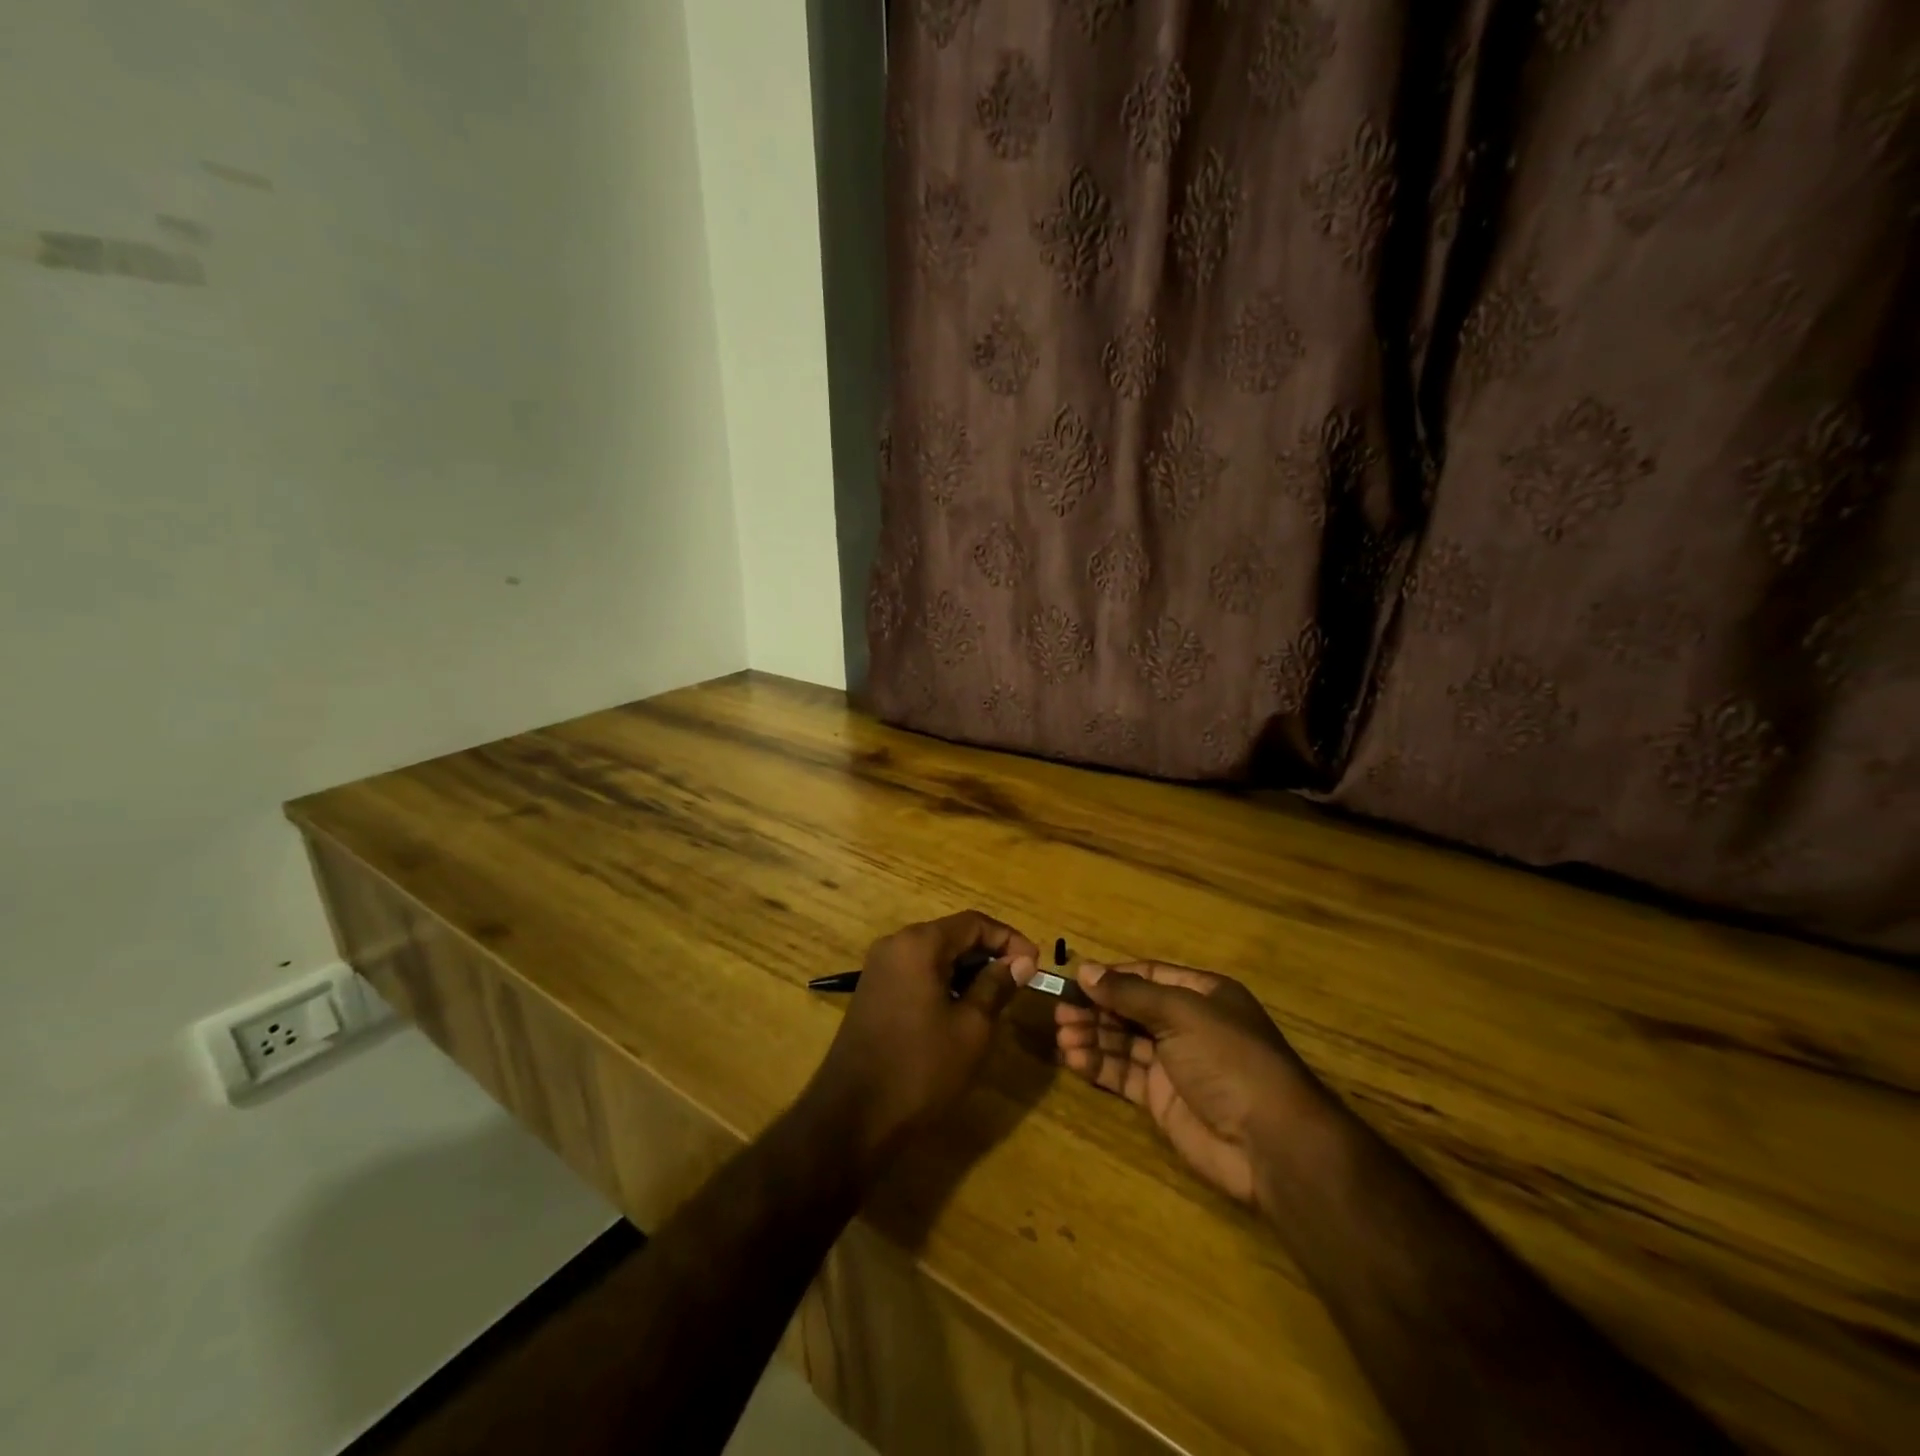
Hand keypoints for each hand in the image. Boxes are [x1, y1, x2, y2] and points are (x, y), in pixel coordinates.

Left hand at [804, 911, 1039, 1167]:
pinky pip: (918, 973)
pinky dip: (945, 982)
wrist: (852, 1118)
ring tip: (998, 998)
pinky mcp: (874, 992)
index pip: (974, 923)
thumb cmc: (920, 1069)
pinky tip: (962, 1010)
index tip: (1036, 965)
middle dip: (990, 954)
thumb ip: (997, 986)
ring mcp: (880, 969)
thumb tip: (1023, 961)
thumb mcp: (971, 1028)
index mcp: (919, 944)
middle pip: (953, 934)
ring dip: (969, 970)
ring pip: (936, 954)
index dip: (1010, 939)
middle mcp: (895, 945)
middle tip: (1021, 982)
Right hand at [1055, 962, 1328, 1208]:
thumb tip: (1085, 971)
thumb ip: (1130, 994)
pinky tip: (1074, 1059)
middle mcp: (1187, 1024)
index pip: (1147, 976)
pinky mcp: (1162, 1101)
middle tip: (1060, 1014)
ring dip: (1092, 1036)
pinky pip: (1124, 1074)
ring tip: (1062, 1037)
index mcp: (1202, 994)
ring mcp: (1174, 1064)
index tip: (1075, 981)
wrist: (1271, 1143)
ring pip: (1123, 1042)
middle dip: (1096, 1010)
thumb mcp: (1181, 1013)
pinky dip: (1099, 1065)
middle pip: (1131, 1009)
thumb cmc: (1230, 1059)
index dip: (1111, 978)